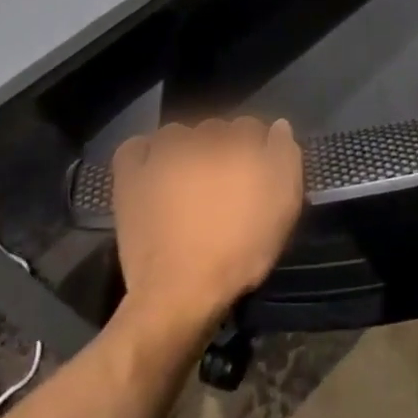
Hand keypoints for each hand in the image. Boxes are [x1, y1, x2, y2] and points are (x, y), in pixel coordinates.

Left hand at [110, 117, 304, 333]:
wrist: (181, 290)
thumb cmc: (241, 251)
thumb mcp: (284, 208)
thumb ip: (286, 158)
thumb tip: (278, 126)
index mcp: (241, 145)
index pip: (251, 127)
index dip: (255, 147)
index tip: (255, 172)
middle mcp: (201, 140)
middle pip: (215, 129)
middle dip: (221, 147)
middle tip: (222, 182)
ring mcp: (163, 156)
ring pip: (177, 134)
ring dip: (185, 147)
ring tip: (187, 177)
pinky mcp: (131, 177)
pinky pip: (135, 148)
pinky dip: (144, 153)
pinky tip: (152, 169)